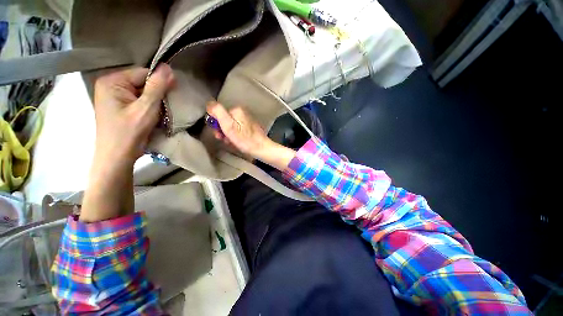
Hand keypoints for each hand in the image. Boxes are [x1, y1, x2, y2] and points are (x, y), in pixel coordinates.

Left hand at [81, 66, 173, 222]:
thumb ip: (157, 87)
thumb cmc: (129, 133)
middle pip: (142, 83)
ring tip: (161, 114)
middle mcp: (111, 85)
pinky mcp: (120, 107)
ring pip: (143, 93)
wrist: (117, 157)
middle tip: (166, 108)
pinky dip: (150, 108)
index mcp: (112, 81)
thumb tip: (168, 68)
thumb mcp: (146, 108)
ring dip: (155, 102)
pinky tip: (154, 117)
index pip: (143, 73)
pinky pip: (140, 101)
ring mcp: (114, 97)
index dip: (160, 83)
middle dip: (157, 94)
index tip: (173, 96)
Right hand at [206, 101, 295, 169]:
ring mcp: (246, 120)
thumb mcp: (229, 126)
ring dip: (228, 135)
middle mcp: (242, 113)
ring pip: (230, 126)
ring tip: (232, 141)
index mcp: (236, 110)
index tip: (219, 132)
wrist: (261, 148)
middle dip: (222, 130)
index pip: (217, 112)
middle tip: (225, 138)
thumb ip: (218, 113)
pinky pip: (237, 130)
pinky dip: (235, 136)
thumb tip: (210, 104)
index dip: (216, 124)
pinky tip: (237, 142)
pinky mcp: (248, 127)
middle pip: (224, 120)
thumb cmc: (246, 140)